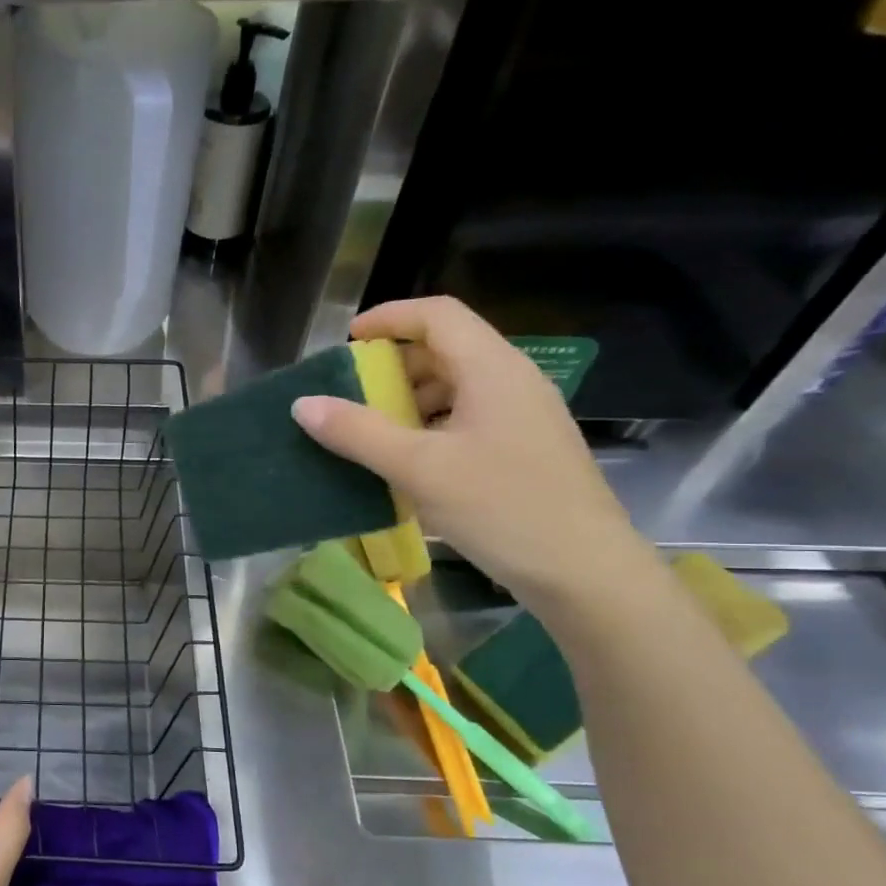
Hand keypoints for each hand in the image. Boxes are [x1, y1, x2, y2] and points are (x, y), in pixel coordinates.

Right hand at [290, 295, 649, 609]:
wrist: (582, 570)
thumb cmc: (501, 507)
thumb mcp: (418, 468)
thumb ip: (358, 432)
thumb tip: (303, 404)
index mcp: (492, 369)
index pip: (438, 315)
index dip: (389, 317)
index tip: (347, 340)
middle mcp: (512, 381)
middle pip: (447, 348)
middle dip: (393, 364)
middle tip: (350, 393)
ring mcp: (522, 416)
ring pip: (457, 386)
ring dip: (409, 398)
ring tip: (370, 430)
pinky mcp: (523, 449)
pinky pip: (467, 419)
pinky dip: (429, 426)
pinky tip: (405, 461)